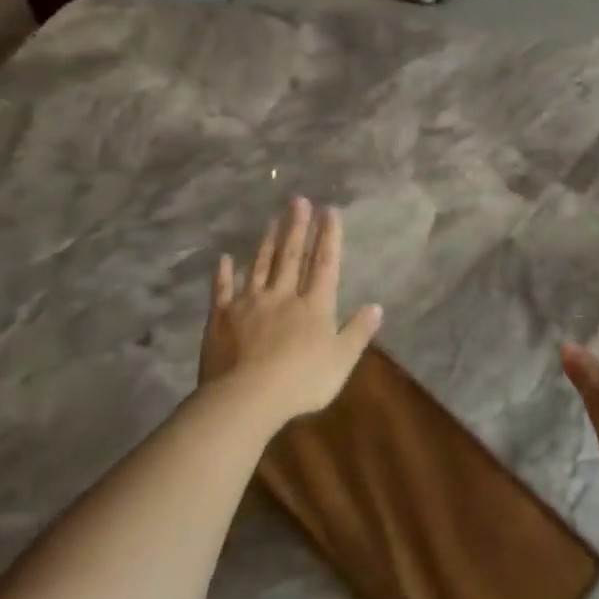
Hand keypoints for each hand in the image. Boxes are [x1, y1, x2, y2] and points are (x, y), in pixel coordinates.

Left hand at [201, 198, 381, 424]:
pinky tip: (225, 259)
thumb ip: (358, 332)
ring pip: (260, 266)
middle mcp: (283, 296)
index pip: (325, 264)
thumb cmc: (302, 381)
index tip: (330, 211)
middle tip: (299, 201)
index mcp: (315, 306)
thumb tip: (376, 307)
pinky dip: (225, 274)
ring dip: (268, 242)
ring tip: (273, 219)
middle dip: (297, 227)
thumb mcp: (342, 360)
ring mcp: (249, 304)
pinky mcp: (222, 317)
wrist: (247, 397)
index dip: (329, 237)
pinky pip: (223, 290)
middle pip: (291, 256)